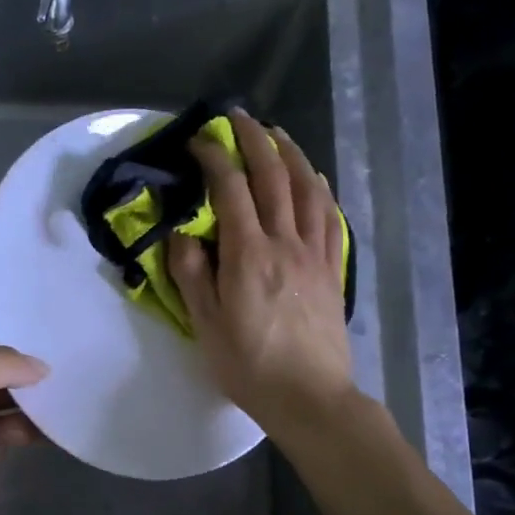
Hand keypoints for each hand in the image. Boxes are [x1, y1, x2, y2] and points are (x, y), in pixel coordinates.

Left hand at [0, 291, 47, 514]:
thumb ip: (3, 361)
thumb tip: (40, 367)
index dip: (1, 301)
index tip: (43, 291)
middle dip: (25, 341)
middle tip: (69, 326)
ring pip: (6, 382)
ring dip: (35, 380)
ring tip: (78, 363)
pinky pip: (16, 417)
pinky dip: (38, 417)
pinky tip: (69, 408)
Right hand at [168, 109, 355, 441]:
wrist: (309, 397)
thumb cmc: (249, 366)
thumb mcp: (206, 325)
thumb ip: (191, 274)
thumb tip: (181, 233)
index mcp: (248, 255)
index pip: (231, 189)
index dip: (214, 158)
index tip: (198, 142)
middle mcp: (285, 243)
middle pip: (273, 176)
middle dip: (254, 139)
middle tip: (238, 117)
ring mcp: (315, 254)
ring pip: (307, 189)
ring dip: (291, 154)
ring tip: (276, 133)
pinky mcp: (332, 269)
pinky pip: (330, 217)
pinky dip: (320, 189)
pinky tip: (313, 177)